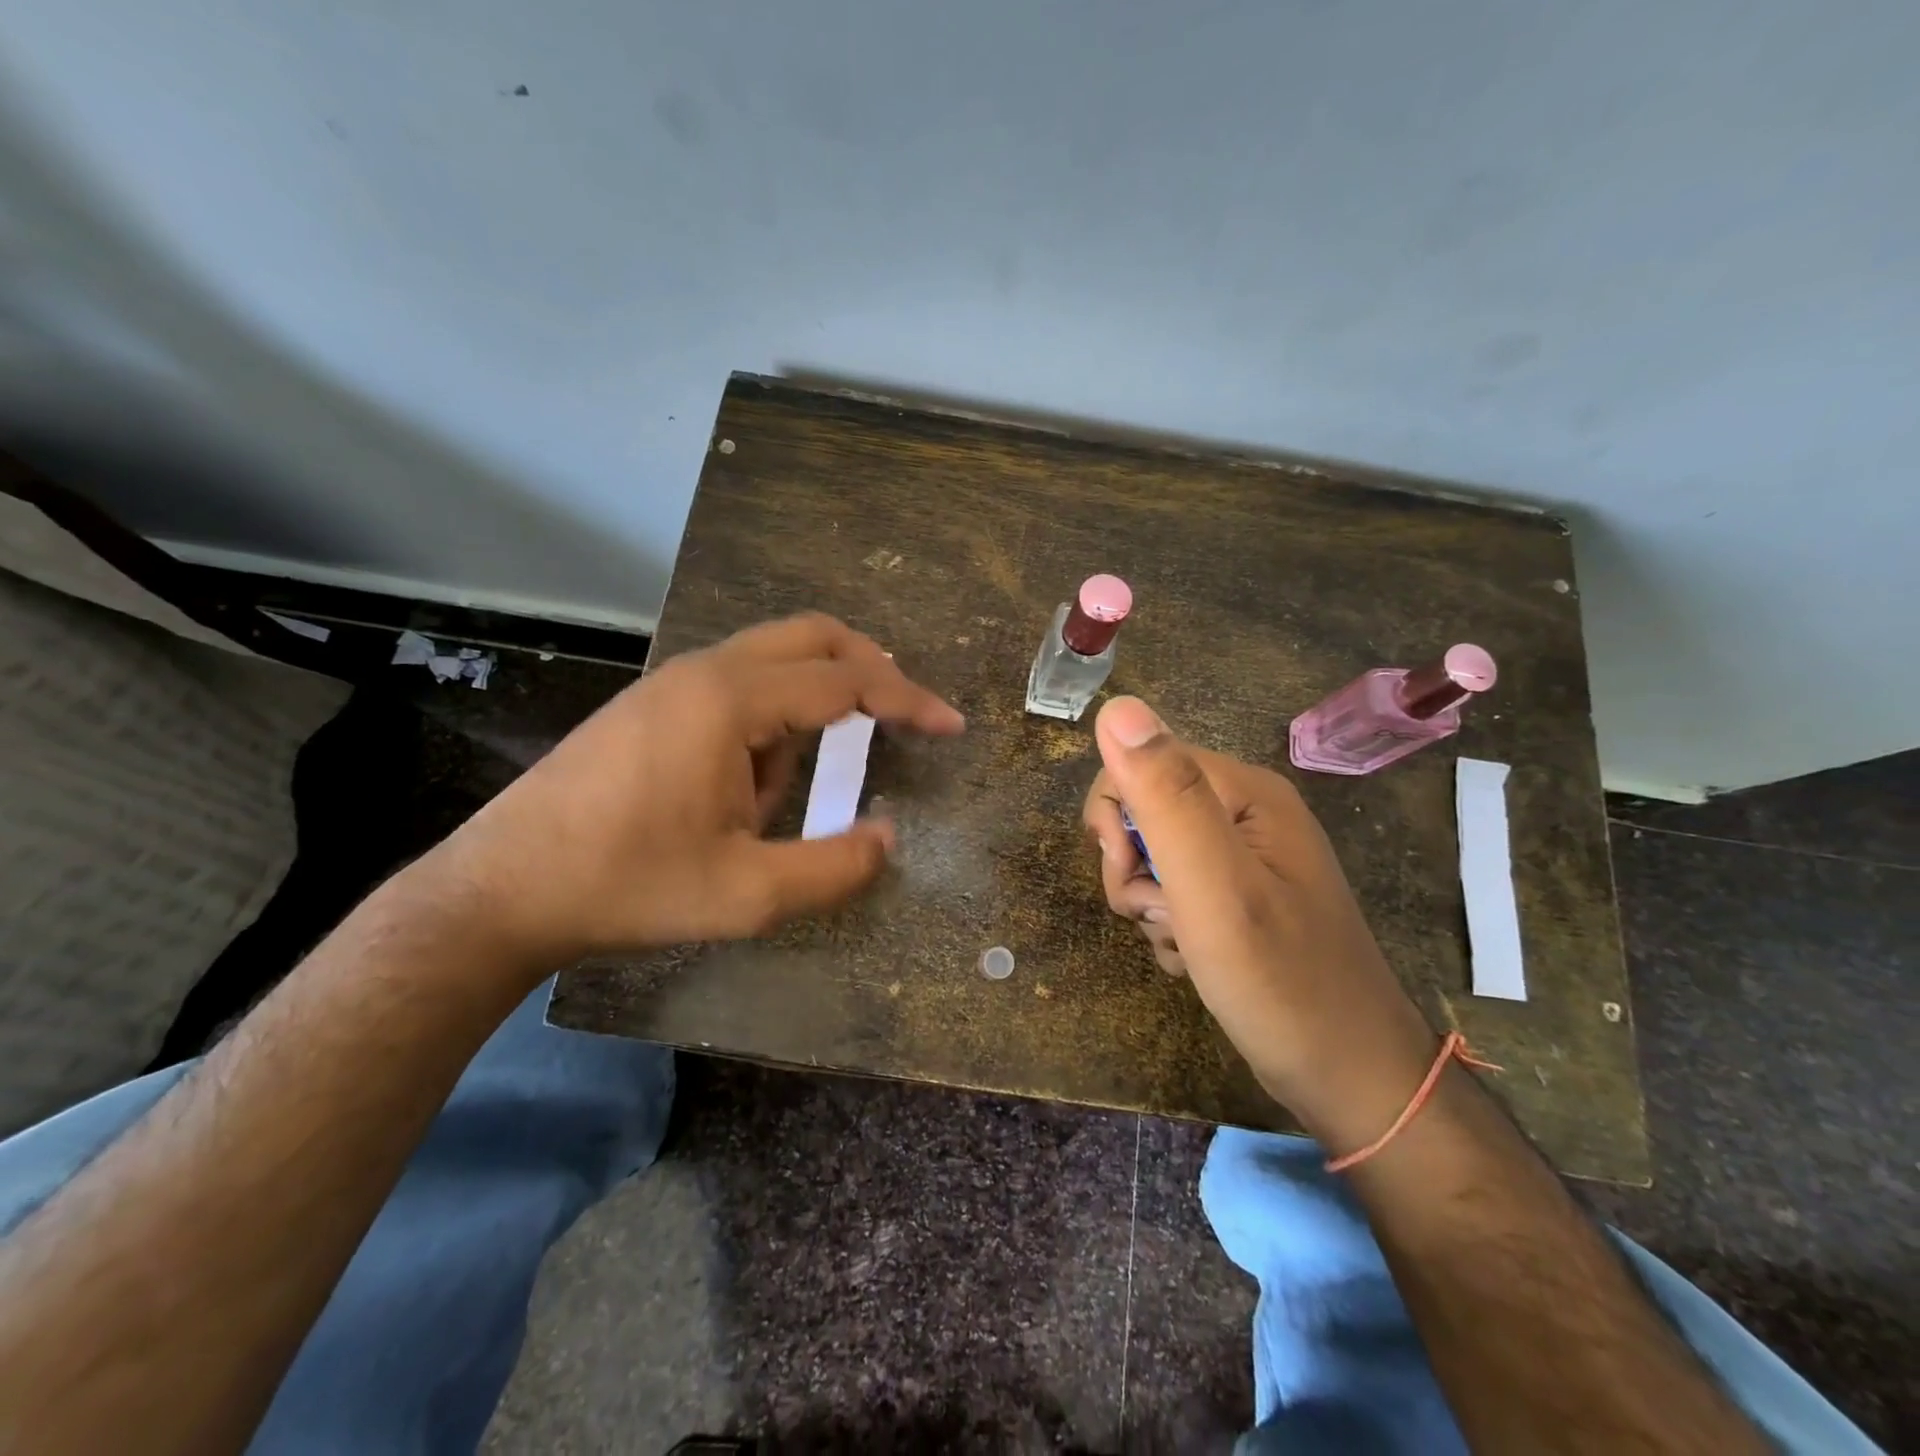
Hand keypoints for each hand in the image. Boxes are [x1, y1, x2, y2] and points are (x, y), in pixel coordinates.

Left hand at [428, 614, 963, 967]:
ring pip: (773, 658)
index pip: (845, 682)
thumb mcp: (746, 895)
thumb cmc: (626, 887)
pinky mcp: (653, 703)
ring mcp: (672, 682)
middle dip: (870, 670)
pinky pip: (738, 684)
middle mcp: (704, 671)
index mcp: (730, 701)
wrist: (501, 890)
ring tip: (792, 791)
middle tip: (905, 715)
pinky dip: (773, 717)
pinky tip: (749, 785)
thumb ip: (833, 868)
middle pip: (811, 636)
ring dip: (812, 703)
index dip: (908, 702)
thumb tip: (887, 839)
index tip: (951, 725)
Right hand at [1082, 696, 1434, 1132]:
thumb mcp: (1214, 885)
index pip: (1140, 762)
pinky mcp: (1239, 899)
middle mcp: (1246, 814)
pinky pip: (1176, 895)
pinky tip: (1195, 960)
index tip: (1127, 870)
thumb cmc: (1282, 982)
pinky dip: (1171, 928)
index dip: (1116, 816)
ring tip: (1184, 945)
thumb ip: (1166, 795)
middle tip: (1161, 914)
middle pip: (1143, 812)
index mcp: (1245, 792)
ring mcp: (1244, 859)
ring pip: (1153, 859)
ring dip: (1150, 905)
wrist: (1350, 1080)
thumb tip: (1117, 707)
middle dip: (1132, 868)